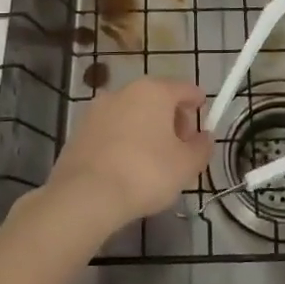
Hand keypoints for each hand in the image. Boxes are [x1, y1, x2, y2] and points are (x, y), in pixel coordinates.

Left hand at [44, 77, 212, 236]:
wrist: (86, 195)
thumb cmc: (146, 173)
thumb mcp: (186, 165)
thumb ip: (201, 147)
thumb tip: (204, 137)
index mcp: (154, 91)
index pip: (184, 88)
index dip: (197, 101)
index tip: (204, 115)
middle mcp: (124, 91)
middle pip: (157, 98)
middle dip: (172, 117)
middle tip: (181, 145)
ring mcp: (97, 109)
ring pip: (132, 112)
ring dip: (146, 128)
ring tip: (154, 158)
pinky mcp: (80, 130)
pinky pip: (112, 129)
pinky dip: (124, 139)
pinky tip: (128, 164)